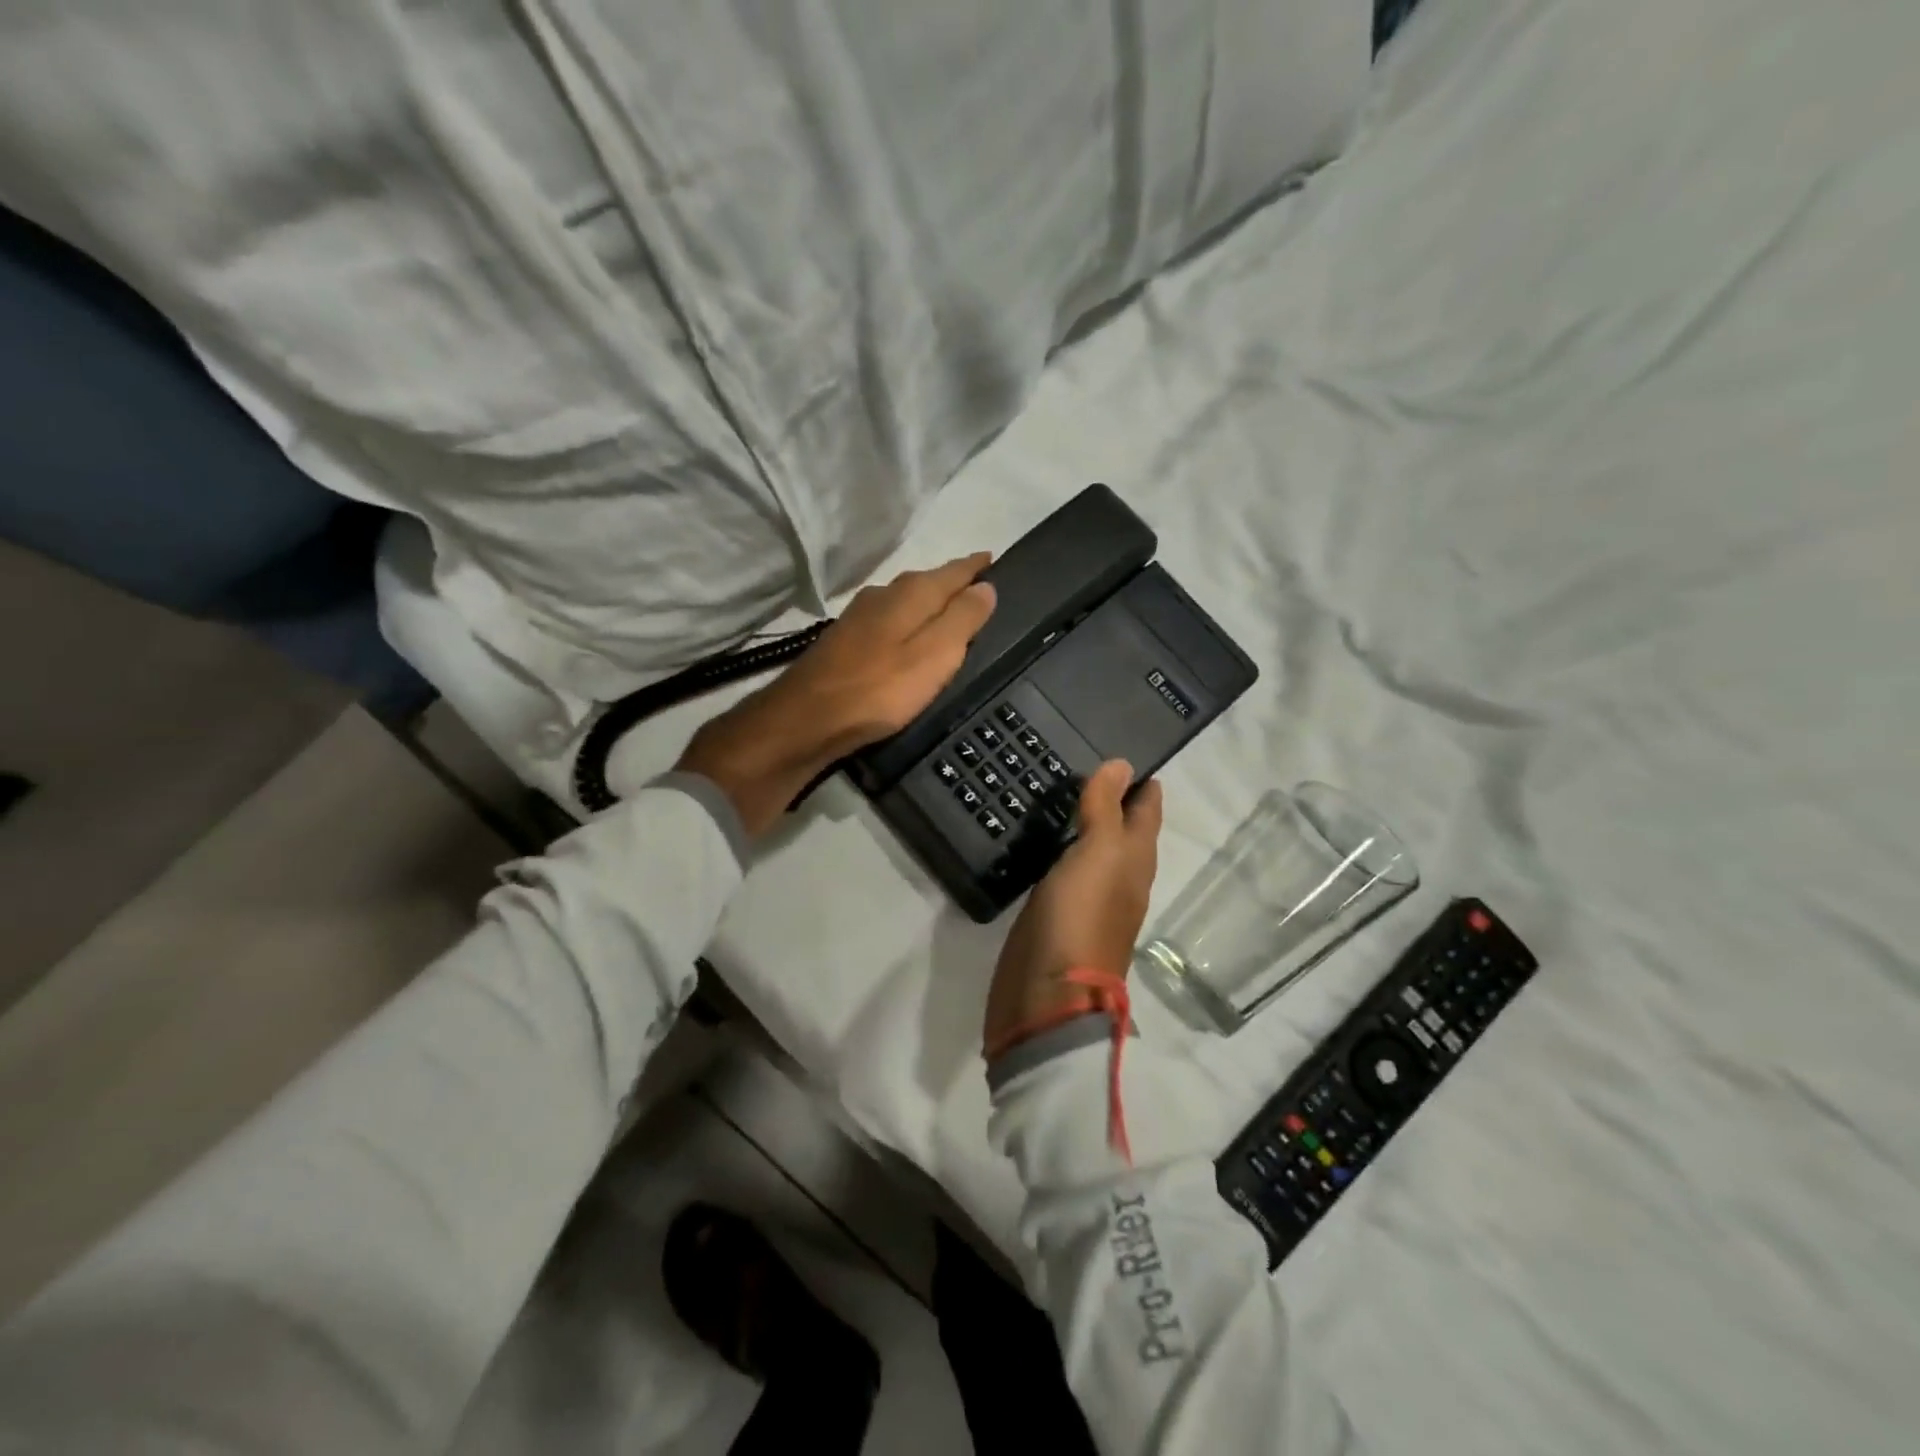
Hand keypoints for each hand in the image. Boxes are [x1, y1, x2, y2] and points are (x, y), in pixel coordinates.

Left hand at [676, 553, 995, 835]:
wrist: (807, 718)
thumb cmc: (880, 688)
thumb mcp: (935, 655)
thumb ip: (962, 619)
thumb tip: (986, 587)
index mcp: (910, 594)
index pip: (952, 571)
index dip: (975, 567)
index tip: (993, 560)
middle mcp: (882, 595)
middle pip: (926, 583)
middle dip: (952, 584)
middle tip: (978, 590)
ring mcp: (858, 616)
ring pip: (904, 601)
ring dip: (927, 603)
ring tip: (948, 614)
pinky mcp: (844, 641)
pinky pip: (888, 621)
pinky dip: (907, 623)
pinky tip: (907, 638)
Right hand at [984, 761, 1163, 1055]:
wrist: (1046, 996)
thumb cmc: (1080, 918)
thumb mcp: (1098, 855)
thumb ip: (1106, 810)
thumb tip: (1122, 764)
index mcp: (1135, 862)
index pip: (1146, 812)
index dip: (1142, 783)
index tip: (1126, 747)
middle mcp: (1118, 877)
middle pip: (1122, 829)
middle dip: (1113, 797)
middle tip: (1085, 759)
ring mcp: (1085, 896)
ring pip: (1092, 847)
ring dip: (1085, 820)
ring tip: (1062, 787)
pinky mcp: (1054, 911)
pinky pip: (1063, 867)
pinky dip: (1060, 846)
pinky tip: (1041, 834)